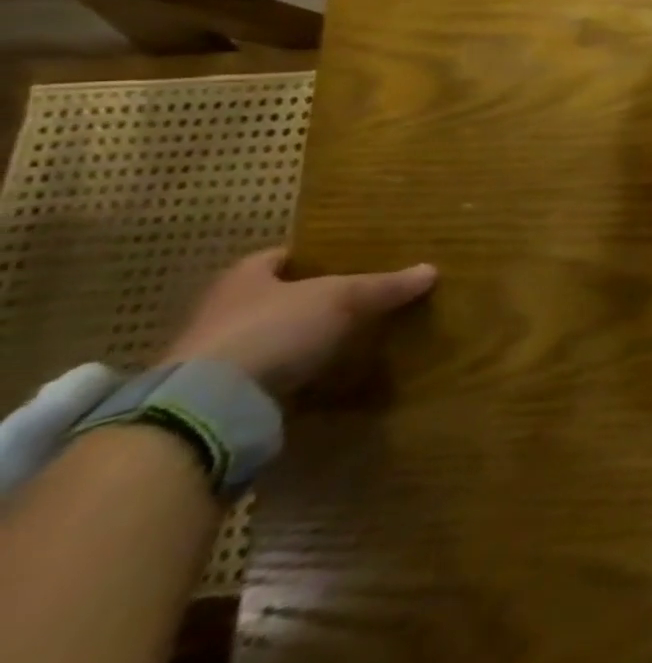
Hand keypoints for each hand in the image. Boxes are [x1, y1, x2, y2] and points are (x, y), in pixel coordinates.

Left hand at [161, 247, 436, 394]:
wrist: (209, 406)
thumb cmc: (273, 329)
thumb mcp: (342, 299)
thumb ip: (384, 286)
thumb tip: (430, 269)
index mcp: (243, 279)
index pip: (275, 257)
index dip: (306, 256)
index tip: (340, 259)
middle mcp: (221, 312)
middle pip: (269, 298)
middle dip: (305, 299)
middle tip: (350, 298)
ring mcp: (214, 357)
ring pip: (266, 338)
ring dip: (295, 340)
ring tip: (342, 339)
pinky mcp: (218, 396)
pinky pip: (264, 377)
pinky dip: (289, 375)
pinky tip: (320, 377)